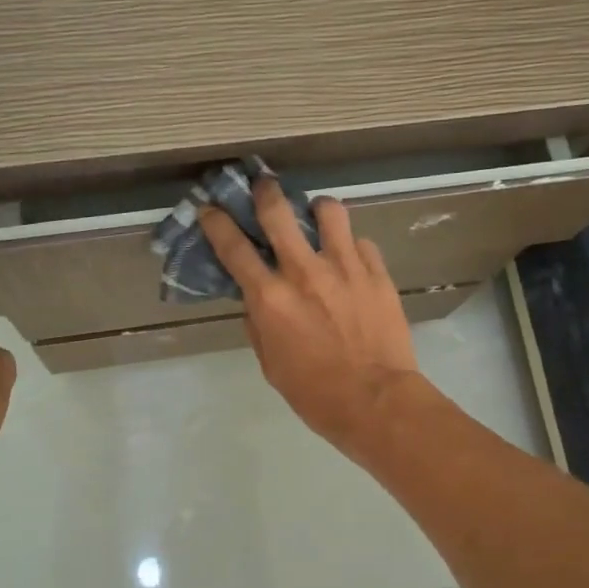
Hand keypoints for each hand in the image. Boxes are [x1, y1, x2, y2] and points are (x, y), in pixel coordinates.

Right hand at [198, 180, 425, 456]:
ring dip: (318, 208)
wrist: (377, 401)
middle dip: (265, 192)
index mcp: (270, 298)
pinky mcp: (377, 273)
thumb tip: (256, 301)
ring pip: (329, 212)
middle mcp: (304, 272)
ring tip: (318, 214)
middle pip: (278, 212)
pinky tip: (351, 259)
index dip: (217, 223)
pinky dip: (351, 246)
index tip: (211, 209)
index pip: (233, 248)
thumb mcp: (272, 365)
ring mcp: (345, 267)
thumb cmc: (316, 393)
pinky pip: (361, 243)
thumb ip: (259, 326)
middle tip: (264, 185)